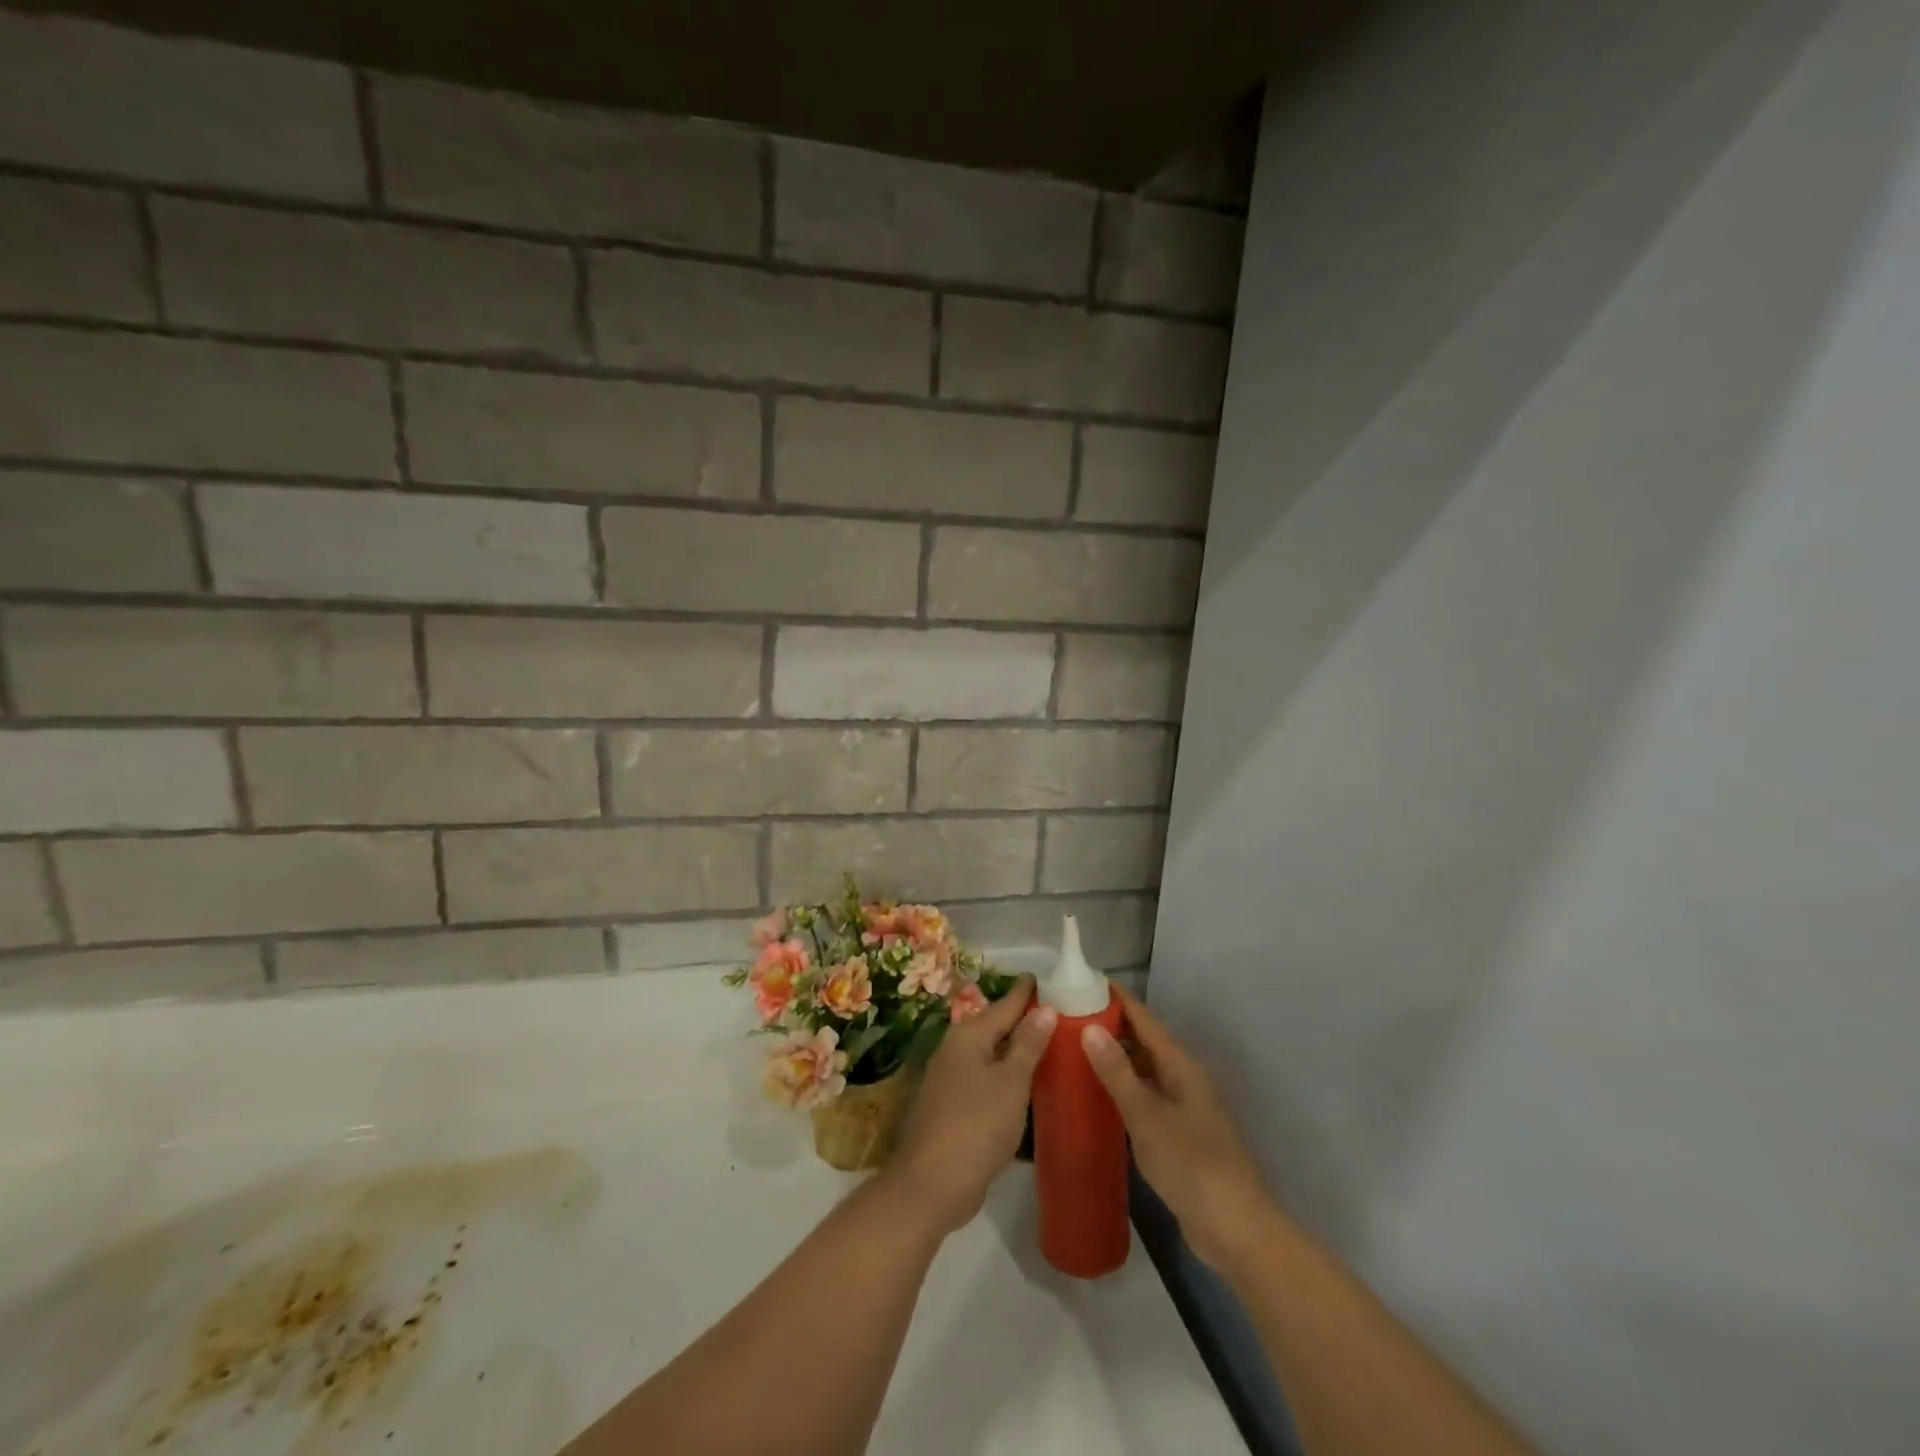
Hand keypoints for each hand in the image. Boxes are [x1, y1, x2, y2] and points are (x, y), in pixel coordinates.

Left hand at [884, 976, 1056, 1235]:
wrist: (932, 1184)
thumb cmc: (976, 1125)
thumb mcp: (1011, 1082)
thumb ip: (1028, 1044)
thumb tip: (1045, 1007)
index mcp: (968, 1036)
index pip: (1004, 1005)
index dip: (1025, 993)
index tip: (1045, 977)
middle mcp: (955, 1050)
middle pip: (994, 1028)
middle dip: (1021, 1020)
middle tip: (1055, 1011)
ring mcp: (950, 1080)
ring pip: (989, 1056)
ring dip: (1014, 1051)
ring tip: (1046, 1045)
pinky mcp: (953, 1109)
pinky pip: (985, 1081)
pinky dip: (1005, 1077)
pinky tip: (1024, 1086)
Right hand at [1082, 986, 1278, 1272]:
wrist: (1236, 1230)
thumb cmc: (1192, 1165)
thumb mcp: (1147, 1117)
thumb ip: (1118, 1073)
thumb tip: (1089, 1027)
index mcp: (1181, 1065)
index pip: (1144, 1019)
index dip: (1116, 999)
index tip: (1082, 982)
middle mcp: (1184, 1078)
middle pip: (1144, 1041)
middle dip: (1110, 1026)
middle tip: (1068, 1017)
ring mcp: (1183, 1108)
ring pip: (1143, 1070)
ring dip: (1114, 1058)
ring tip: (1073, 1050)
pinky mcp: (1178, 1135)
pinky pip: (1144, 1097)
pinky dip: (1121, 1089)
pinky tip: (1097, 1096)